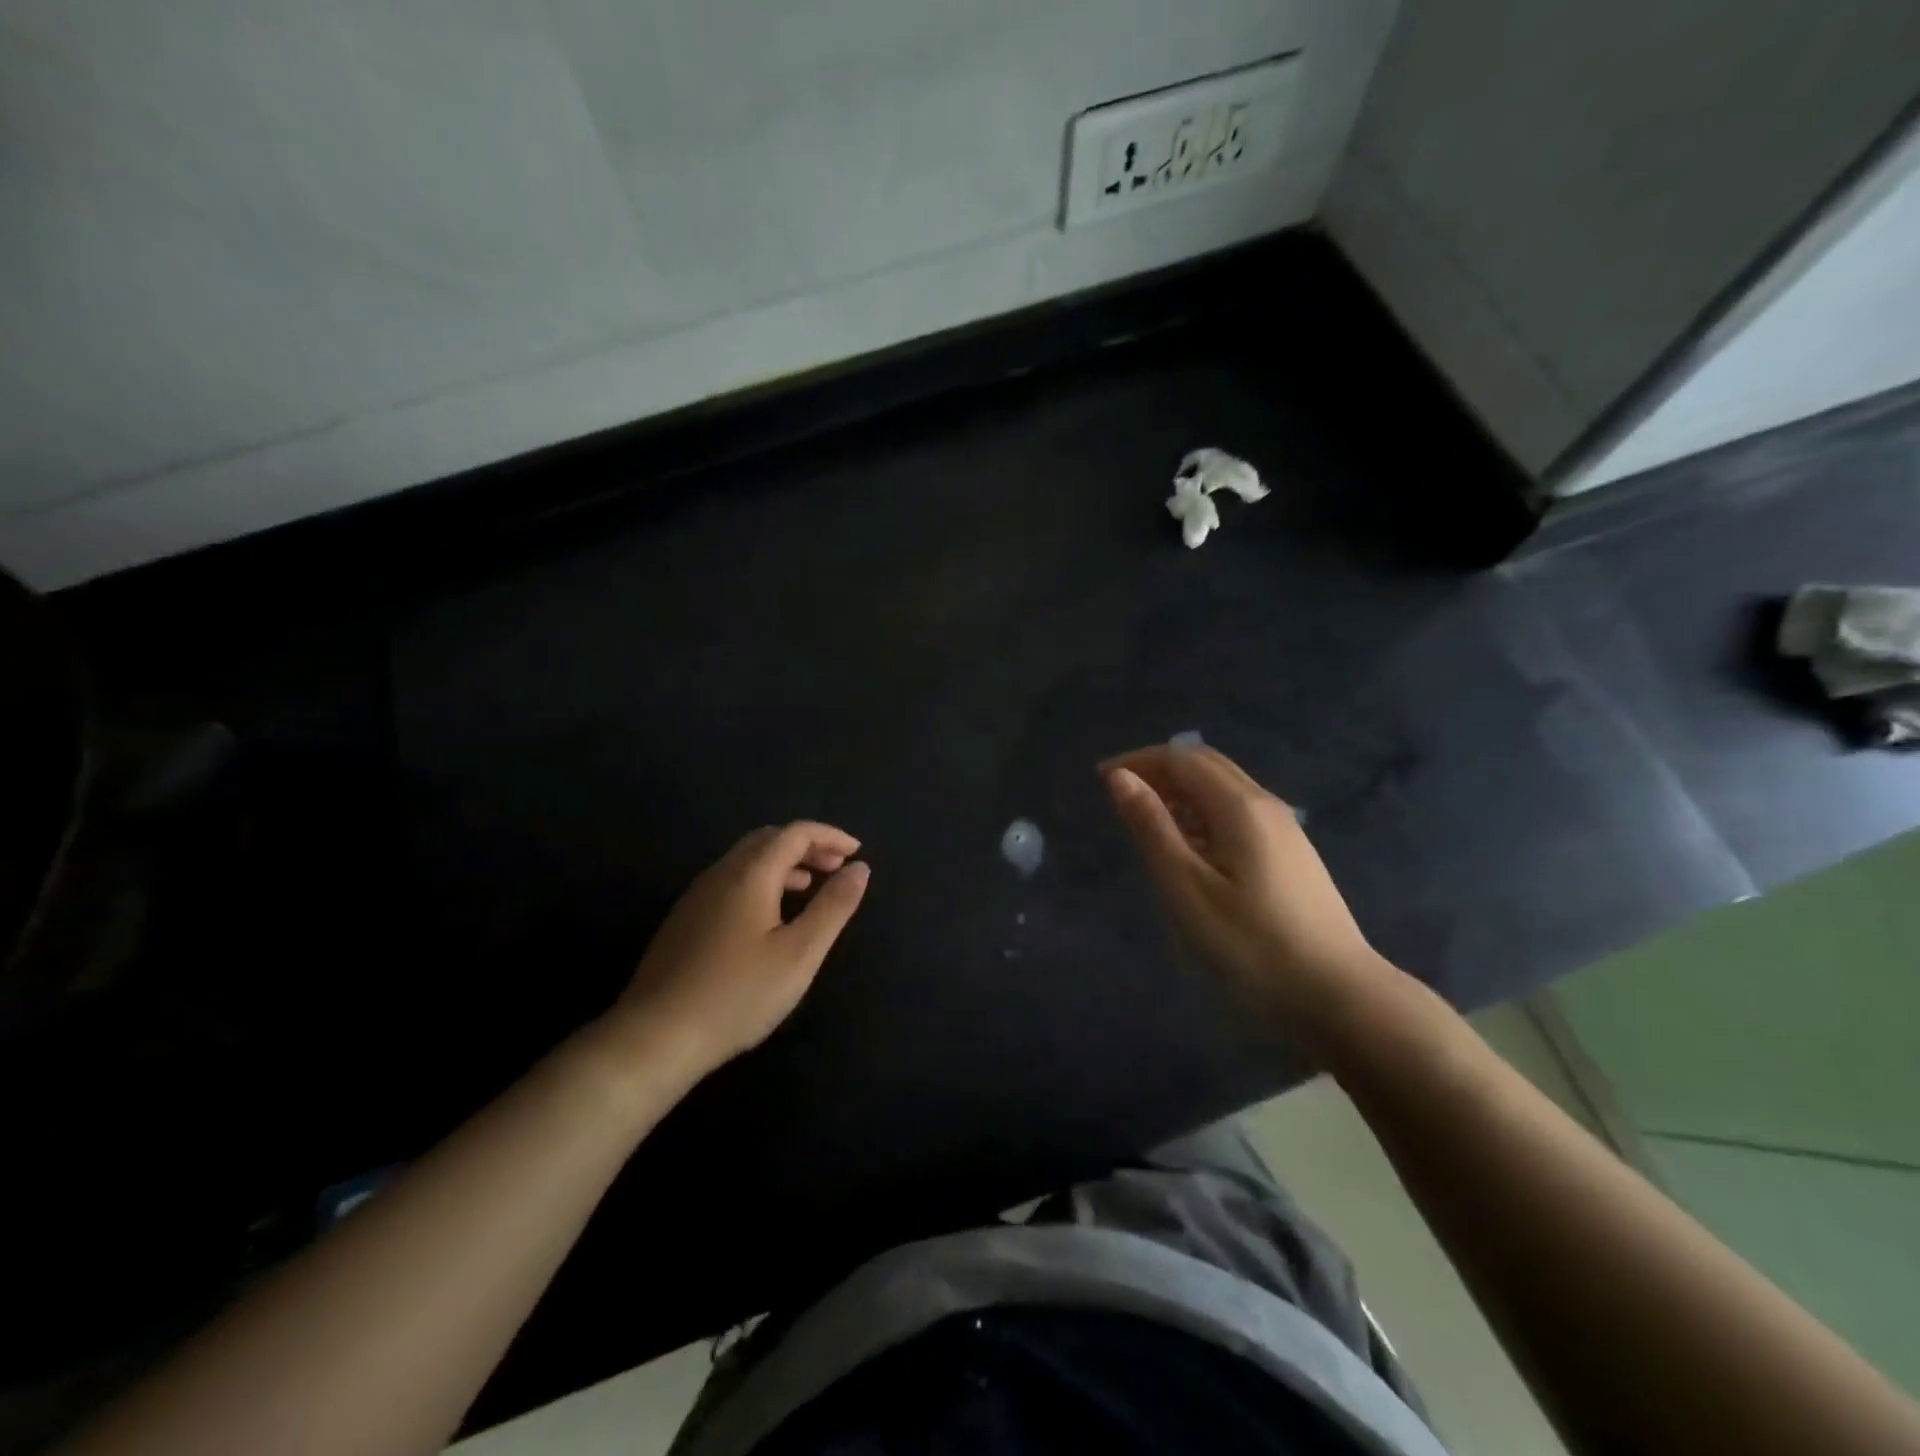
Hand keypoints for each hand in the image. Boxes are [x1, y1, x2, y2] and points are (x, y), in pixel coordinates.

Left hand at [605, 822, 869, 1077]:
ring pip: (746, 860)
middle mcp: (721, 874)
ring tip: (810, 887)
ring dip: (784, 863)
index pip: (795, 833)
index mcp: (750, 874)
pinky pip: (731, 881)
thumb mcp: (800, 953)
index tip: (857, 852)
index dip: (830, 836)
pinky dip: (762, 880)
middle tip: (836, 866)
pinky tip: (769, 916)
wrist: (655, 1036)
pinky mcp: (685, 920)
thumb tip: (860, 868)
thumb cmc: (738, 994)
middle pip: (768, 839)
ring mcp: (697, 896)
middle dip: (807, 845)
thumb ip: (833, 906)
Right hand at [1102, 744, 1401, 1047]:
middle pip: (1206, 765)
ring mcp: (1284, 830)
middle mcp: (1265, 805)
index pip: (1182, 759)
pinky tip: (1190, 848)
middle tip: (1120, 794)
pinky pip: (1237, 812)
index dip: (1139, 761)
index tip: (1100, 780)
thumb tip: (1121, 778)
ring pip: (1224, 788)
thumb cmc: (1251, 945)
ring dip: (1181, 790)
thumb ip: (1152, 827)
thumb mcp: (1186, 888)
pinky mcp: (1291, 855)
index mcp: (1240, 806)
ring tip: (1146, 820)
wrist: (1339, 997)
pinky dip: (1202, 812)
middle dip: (1159, 769)